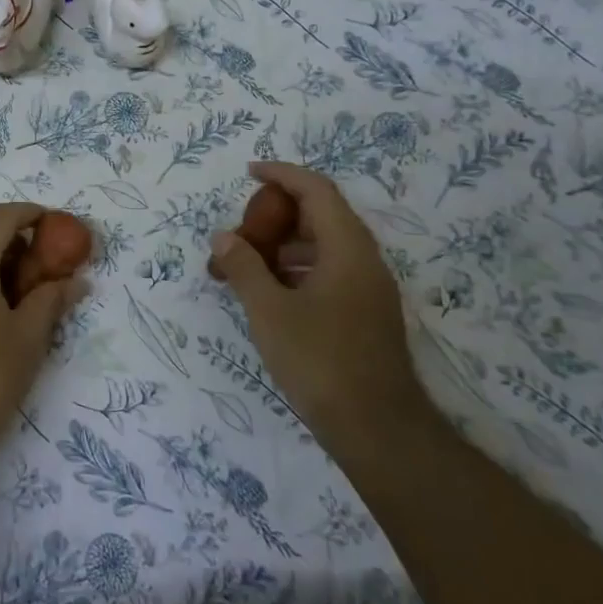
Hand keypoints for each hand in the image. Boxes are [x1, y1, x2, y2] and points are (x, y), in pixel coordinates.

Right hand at [209, 162, 426, 445]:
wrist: (378, 430)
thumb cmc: (320, 361)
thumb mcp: (269, 311)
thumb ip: (244, 267)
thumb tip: (224, 238)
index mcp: (347, 249)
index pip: (316, 191)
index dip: (282, 174)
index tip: (250, 173)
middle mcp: (364, 261)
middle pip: (321, 216)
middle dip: (276, 216)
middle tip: (240, 230)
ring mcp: (369, 290)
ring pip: (324, 247)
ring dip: (283, 246)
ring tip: (245, 264)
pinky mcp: (365, 315)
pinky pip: (329, 272)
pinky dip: (296, 270)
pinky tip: (269, 293)